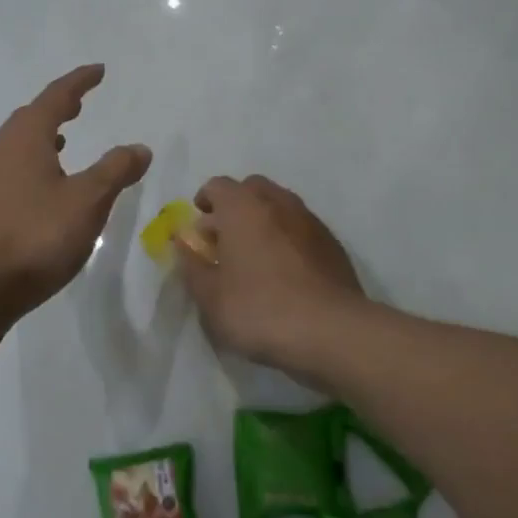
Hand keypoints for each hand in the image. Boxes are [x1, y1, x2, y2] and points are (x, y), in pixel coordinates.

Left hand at [0, 66, 151, 325]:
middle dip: (57, 108)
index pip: (55, 97)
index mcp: (24, 138)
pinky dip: (29, 164)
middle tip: (79, 104)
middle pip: (30, 118)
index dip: (79, 82)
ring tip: (63, 143)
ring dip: (41, 137)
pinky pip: (7, 170)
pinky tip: (40, 188)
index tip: (98, 71)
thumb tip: (139, 148)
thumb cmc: (34, 236)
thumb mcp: (87, 202)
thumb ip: (115, 170)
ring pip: (15, 145)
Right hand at [177, 175, 365, 369]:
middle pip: (252, 189)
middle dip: (235, 206)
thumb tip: (184, 244)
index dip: (204, 201)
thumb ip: (192, 266)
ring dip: (264, 220)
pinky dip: (288, 238)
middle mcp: (277, 202)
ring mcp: (309, 221)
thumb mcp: (210, 298)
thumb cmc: (259, 310)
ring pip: (280, 206)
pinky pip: (301, 228)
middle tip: (226, 238)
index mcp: (243, 207)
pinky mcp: (333, 243)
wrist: (331, 332)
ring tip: (256, 255)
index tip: (199, 226)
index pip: (218, 186)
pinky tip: (285, 271)